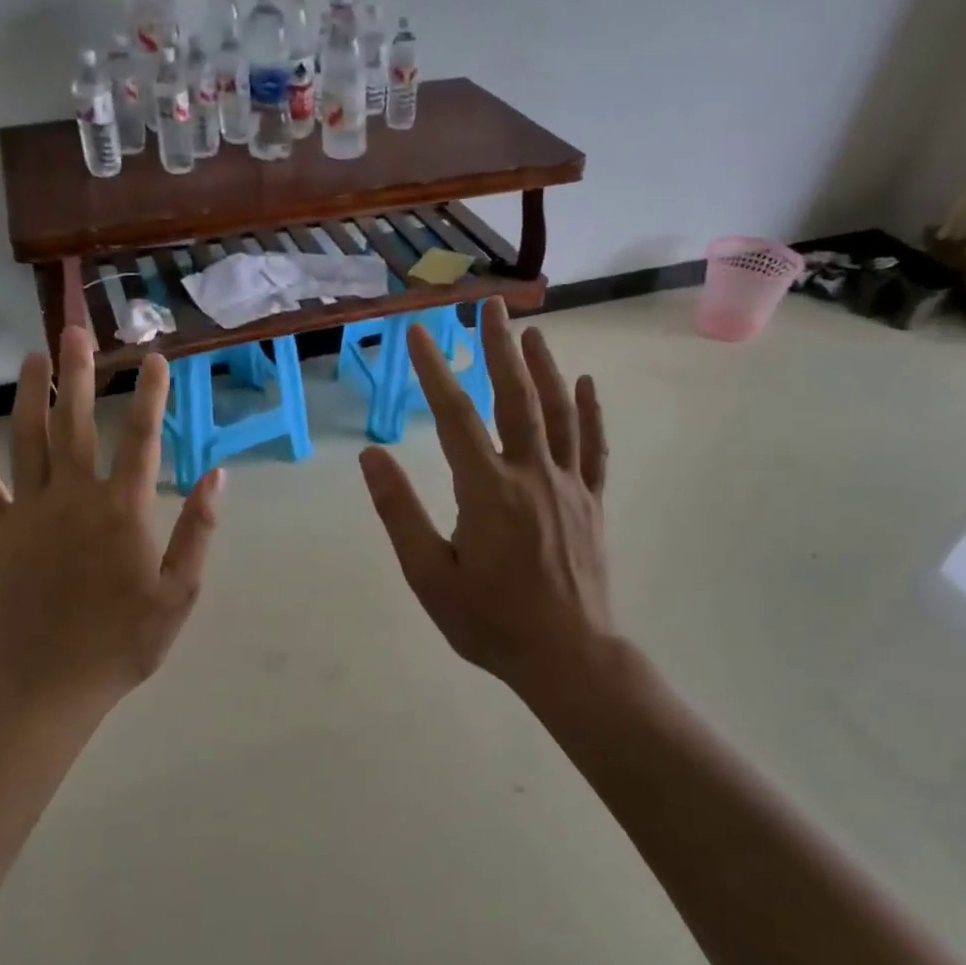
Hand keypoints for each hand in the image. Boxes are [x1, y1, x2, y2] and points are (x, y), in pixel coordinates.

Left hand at [0, 326, 221, 702]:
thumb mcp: (180, 592)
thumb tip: (217, 475)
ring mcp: (31, 512)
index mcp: (123, 510)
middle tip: (76, 331)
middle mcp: (75, 497)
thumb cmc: (124, 640)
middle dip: (78, 373)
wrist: (49, 682)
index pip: (143, 438)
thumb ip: (199, 531)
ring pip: (28, 440)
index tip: (156, 358)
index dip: (152, 395)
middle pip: (76, 422)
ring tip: (32, 356)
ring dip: (30, 395)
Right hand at [359, 299, 613, 700]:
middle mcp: (532, 475)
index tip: (420, 333)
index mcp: (488, 490)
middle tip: (489, 306)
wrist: (569, 657)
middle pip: (515, 398)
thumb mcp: (430, 575)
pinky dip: (591, 411)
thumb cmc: (491, 622)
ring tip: (532, 332)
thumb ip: (400, 512)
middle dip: (499, 349)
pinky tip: (587, 382)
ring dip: (545, 368)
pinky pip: (594, 447)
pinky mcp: (592, 503)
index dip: (435, 371)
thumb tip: (371, 455)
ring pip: (558, 413)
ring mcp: (569, 486)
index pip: (455, 417)